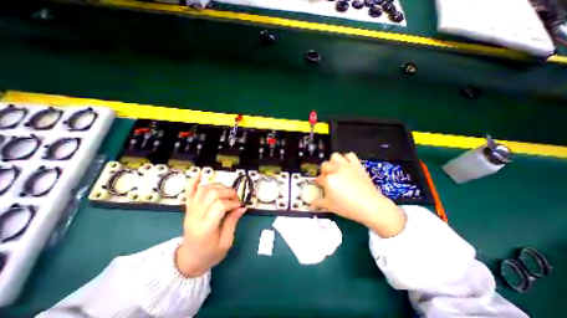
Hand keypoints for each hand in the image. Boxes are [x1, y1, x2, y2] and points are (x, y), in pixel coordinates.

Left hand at [175, 171, 245, 278]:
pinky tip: (200, 173)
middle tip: (235, 199)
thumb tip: (242, 207)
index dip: (232, 202)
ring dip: (219, 187)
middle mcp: (195, 216)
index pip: (219, 205)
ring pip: (204, 189)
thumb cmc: (209, 254)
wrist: (188, 261)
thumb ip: (233, 222)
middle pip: (212, 194)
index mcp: (205, 228)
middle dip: (228, 192)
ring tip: (226, 193)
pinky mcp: (188, 208)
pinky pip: (189, 192)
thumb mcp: (226, 243)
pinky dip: (194, 181)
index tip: (239, 206)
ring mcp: (190, 211)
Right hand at [310, 152, 407, 236]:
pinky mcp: (357, 165)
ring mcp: (347, 166)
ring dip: (333, 162)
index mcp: (328, 179)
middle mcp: (336, 169)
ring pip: (335, 156)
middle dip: (324, 171)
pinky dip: (347, 158)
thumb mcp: (330, 206)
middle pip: (325, 165)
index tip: (321, 187)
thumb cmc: (348, 207)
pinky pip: (350, 155)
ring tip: (336, 170)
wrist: (370, 206)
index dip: (319, 183)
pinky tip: (347, 165)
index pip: (319, 178)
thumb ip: (318, 203)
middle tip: (329, 179)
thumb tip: (311, 205)